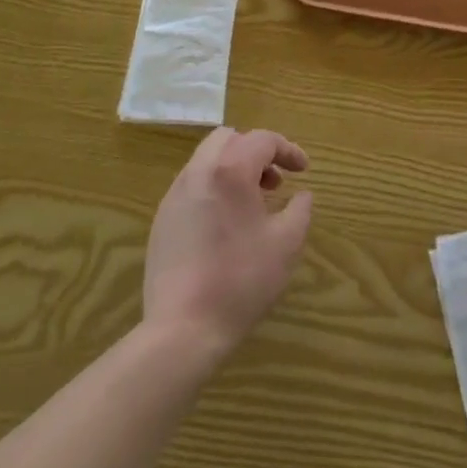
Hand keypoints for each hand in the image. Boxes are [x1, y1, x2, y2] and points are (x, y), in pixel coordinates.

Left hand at [143, 127, 312, 359]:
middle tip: (274, 182)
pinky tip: (226, 226)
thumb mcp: (286, 244)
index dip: (287, 150)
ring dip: (234, 169)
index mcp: (230, 171)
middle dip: (255, 152)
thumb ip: (300, 210)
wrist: (182, 328)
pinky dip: (214, 188)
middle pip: (228, 139)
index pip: (262, 140)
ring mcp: (175, 195)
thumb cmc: (241, 280)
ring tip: (253, 204)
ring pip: (207, 160)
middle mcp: (198, 172)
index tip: (304, 170)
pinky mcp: (162, 219)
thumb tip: (302, 195)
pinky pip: (192, 186)